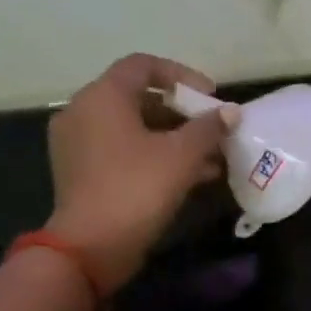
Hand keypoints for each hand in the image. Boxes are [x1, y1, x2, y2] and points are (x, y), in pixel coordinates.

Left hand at [45, 53, 235, 295]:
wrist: (91, 245)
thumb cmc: (138, 187)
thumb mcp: (182, 155)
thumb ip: (209, 128)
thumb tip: (231, 112)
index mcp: (103, 97)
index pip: (143, 65)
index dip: (182, 75)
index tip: (211, 96)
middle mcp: (83, 111)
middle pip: (139, 97)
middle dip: (182, 111)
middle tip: (213, 128)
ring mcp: (78, 142)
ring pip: (134, 127)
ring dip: (173, 136)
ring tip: (210, 156)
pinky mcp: (81, 170)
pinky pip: (123, 149)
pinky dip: (154, 154)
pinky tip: (189, 175)